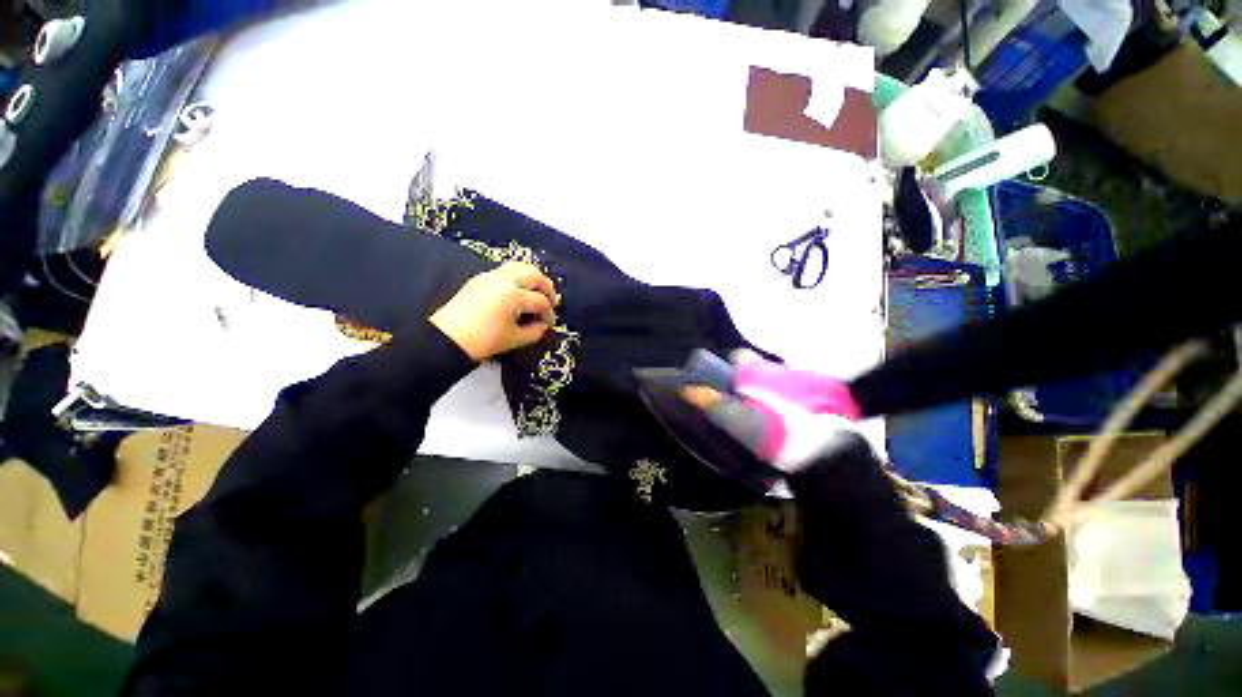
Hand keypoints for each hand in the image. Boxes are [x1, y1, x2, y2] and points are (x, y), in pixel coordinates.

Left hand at [430, 262, 558, 360]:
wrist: (447, 339)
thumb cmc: (483, 341)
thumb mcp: (515, 339)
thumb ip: (535, 331)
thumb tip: (543, 325)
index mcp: (513, 296)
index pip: (540, 301)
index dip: (549, 313)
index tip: (550, 322)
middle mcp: (503, 281)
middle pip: (534, 275)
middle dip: (546, 287)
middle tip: (551, 301)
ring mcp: (490, 277)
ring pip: (519, 267)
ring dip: (533, 277)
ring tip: (537, 291)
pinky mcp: (479, 279)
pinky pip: (504, 270)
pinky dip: (517, 277)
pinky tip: (518, 291)